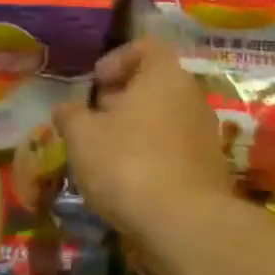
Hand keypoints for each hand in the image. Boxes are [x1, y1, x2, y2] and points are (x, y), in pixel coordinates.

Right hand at [54, 38, 233, 236]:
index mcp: (165, 76)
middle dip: (121, 99)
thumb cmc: (128, 163)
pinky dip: (150, 156)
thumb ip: (70, 115)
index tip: (95, 83)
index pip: (145, 47)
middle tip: (92, 120)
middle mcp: (191, 97)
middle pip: (154, 85)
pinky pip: (173, 150)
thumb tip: (65, 109)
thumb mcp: (82, 136)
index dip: (116, 59)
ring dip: (134, 130)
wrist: (185, 226)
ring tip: (104, 153)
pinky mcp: (209, 170)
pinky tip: (127, 181)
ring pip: (163, 119)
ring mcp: (205, 134)